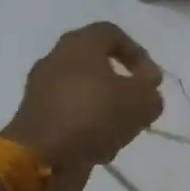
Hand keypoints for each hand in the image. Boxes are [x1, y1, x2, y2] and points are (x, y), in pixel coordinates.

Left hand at [1, 22, 164, 190]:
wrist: (43, 156)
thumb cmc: (95, 115)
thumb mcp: (143, 102)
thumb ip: (151, 93)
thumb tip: (145, 94)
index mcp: (79, 45)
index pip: (112, 34)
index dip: (138, 54)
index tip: (152, 81)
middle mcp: (55, 60)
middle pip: (97, 64)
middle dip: (123, 85)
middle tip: (138, 104)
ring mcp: (41, 90)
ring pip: (85, 93)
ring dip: (107, 109)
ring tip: (122, 131)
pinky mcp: (36, 118)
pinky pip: (71, 115)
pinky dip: (88, 127)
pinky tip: (101, 147)